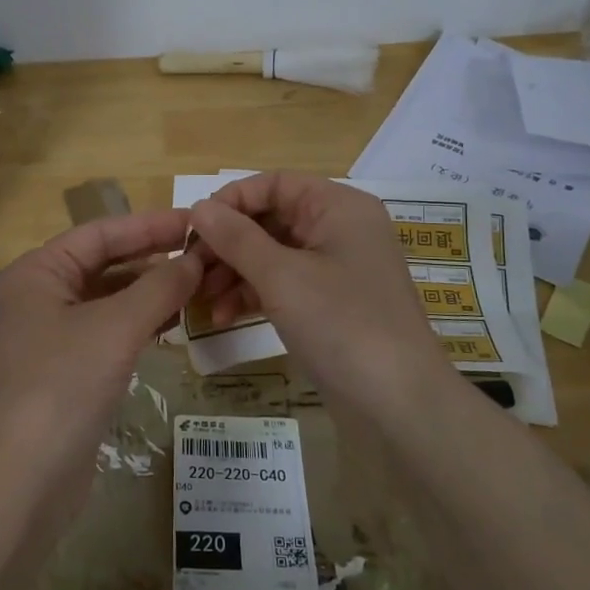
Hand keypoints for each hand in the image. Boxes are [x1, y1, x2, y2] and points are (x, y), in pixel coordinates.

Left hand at [0, 209, 201, 496]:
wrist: (22, 479)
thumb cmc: (63, 385)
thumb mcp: (116, 328)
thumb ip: (160, 287)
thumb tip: (195, 260)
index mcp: (38, 273)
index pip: (100, 234)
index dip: (149, 225)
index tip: (195, 221)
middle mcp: (39, 297)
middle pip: (103, 265)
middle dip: (152, 259)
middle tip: (204, 254)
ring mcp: (49, 337)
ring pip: (107, 301)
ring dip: (149, 292)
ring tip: (198, 286)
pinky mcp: (64, 372)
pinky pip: (107, 333)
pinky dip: (138, 324)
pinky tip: (172, 323)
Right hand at [188, 172, 448, 414]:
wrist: (399, 405)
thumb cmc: (342, 325)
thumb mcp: (281, 277)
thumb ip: (236, 238)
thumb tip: (198, 207)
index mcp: (338, 207)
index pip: (274, 184)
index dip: (231, 201)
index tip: (193, 229)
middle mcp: (339, 229)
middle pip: (270, 220)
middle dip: (227, 243)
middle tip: (190, 269)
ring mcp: (336, 269)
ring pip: (272, 255)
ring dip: (233, 272)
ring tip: (200, 300)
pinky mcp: (330, 304)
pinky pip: (283, 285)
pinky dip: (253, 295)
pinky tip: (223, 317)